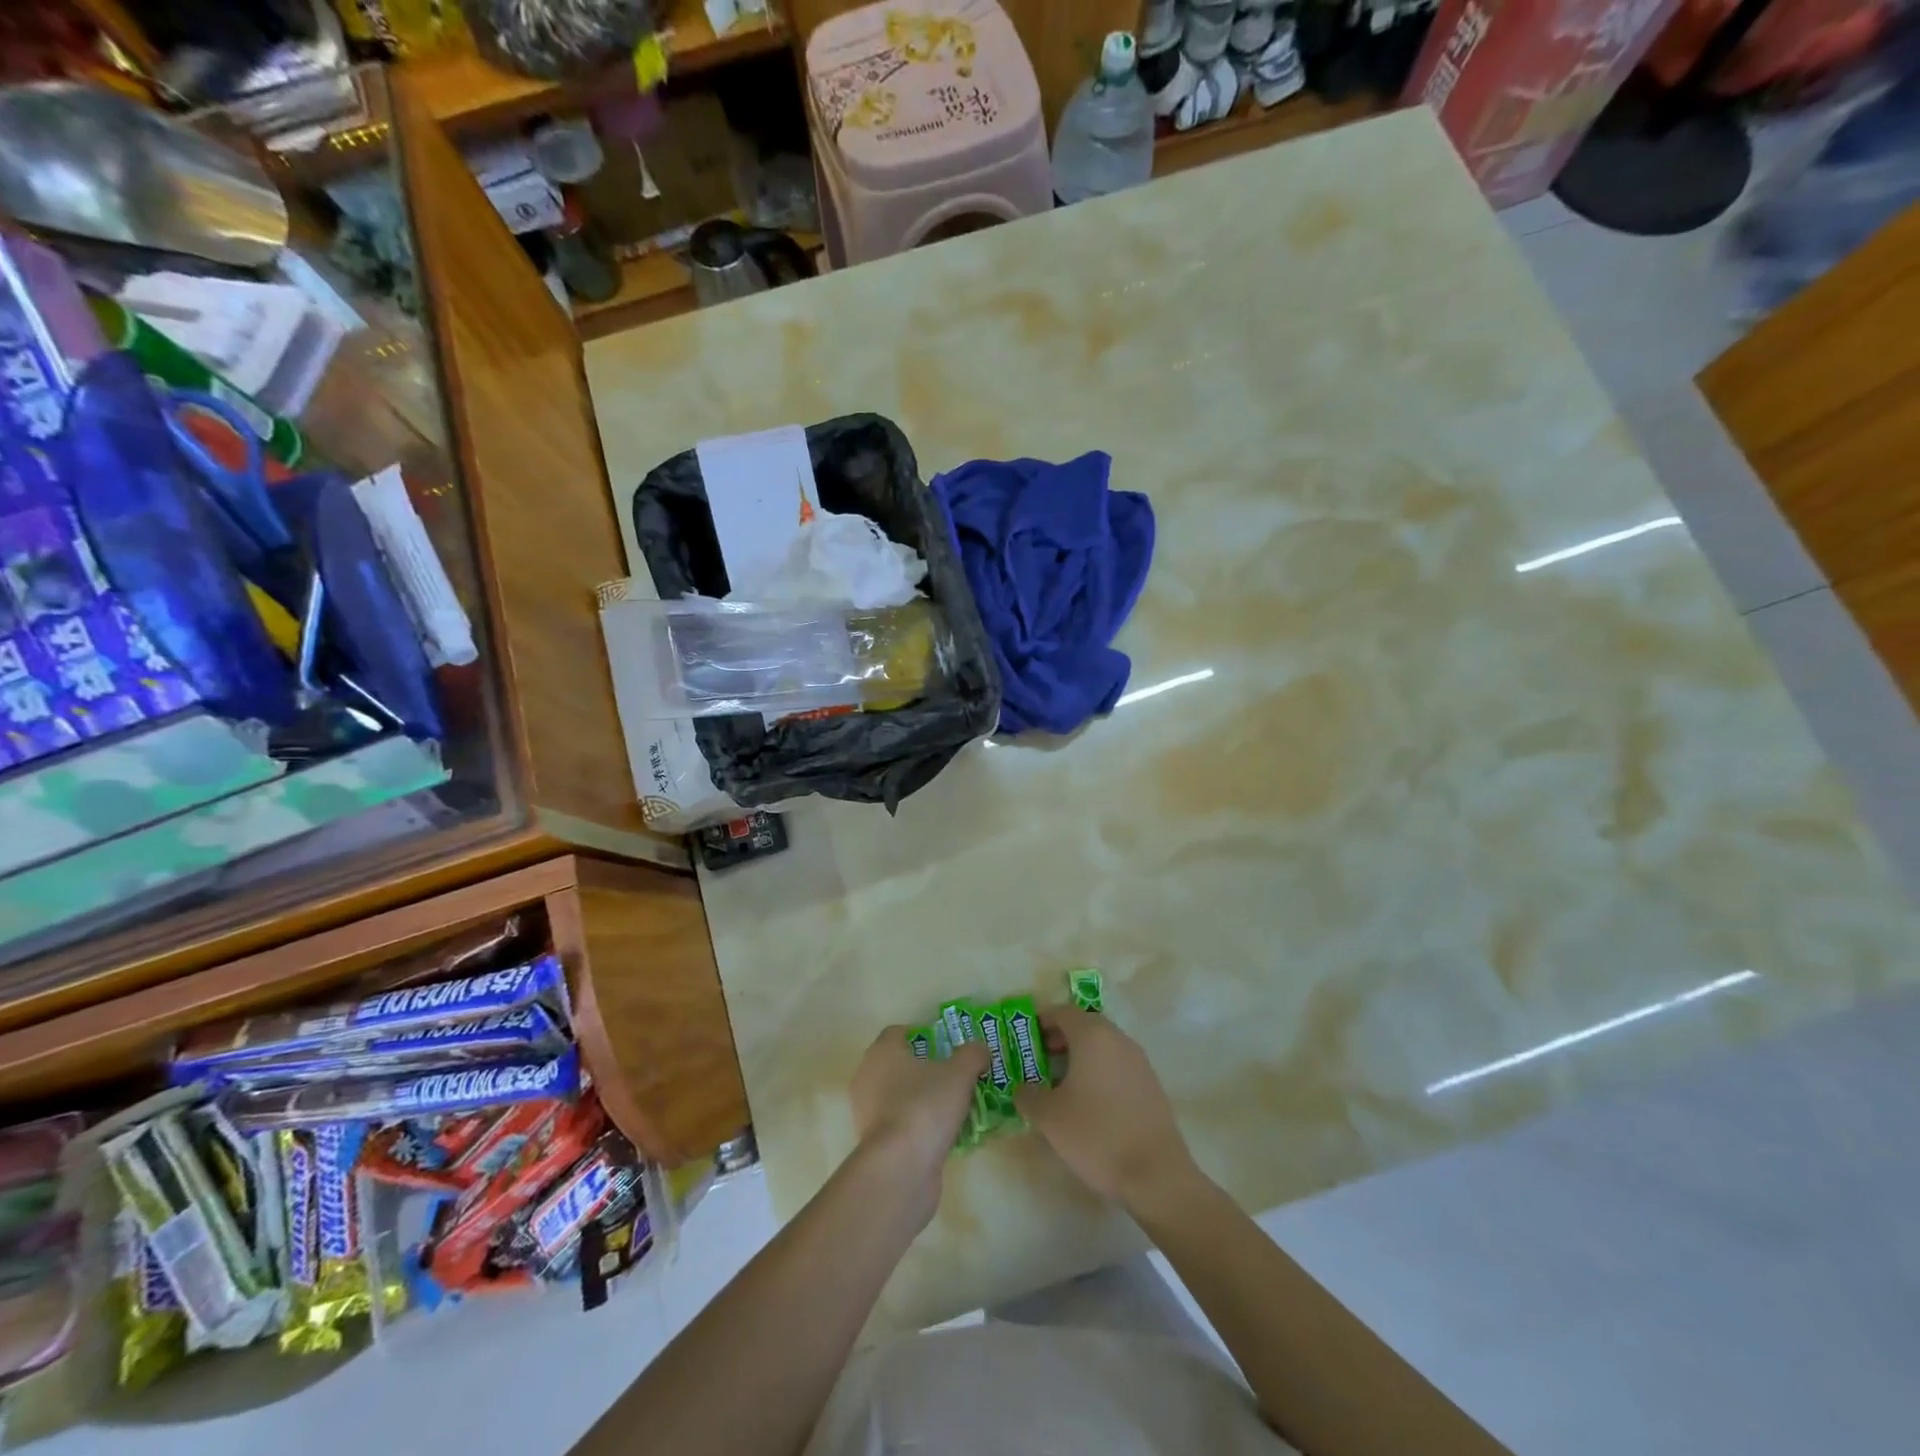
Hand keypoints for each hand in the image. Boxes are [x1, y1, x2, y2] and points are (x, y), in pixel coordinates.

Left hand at [849, 1028, 986, 1220]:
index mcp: (882, 1052)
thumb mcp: (959, 1073)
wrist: (900, 1169)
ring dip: (925, 1099)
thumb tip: (980, 1049)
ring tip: (956, 1107)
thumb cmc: (925, 1107)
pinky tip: (946, 1134)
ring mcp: (868, 1113)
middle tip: (957, 1075)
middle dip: (928, 1069)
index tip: (949, 1046)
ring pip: (901, 1096)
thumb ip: (972, 1054)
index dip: (925, 1036)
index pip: (899, 1033)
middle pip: (901, 1065)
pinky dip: (920, 1126)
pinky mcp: (875, 1144)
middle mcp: (868, 1078)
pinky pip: (902, 1124)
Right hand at [1014, 1007, 1201, 1217]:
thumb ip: (1028, 1095)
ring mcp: (1139, 1061)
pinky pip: (1118, 1064)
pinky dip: (1100, 1070)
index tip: (1026, 1039)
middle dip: (1061, 1037)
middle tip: (1041, 1059)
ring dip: (1081, 1054)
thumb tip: (1022, 1088)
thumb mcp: (1049, 1117)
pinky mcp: (1151, 1084)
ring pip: (1103, 1045)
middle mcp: (1118, 1039)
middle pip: (1085, 1025)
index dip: (1041, 1021)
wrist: (1156, 1174)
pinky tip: (1091, 1101)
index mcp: (1092, 1035)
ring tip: (1062, 1082)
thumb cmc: (1096, 1135)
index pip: (1062, 1012)